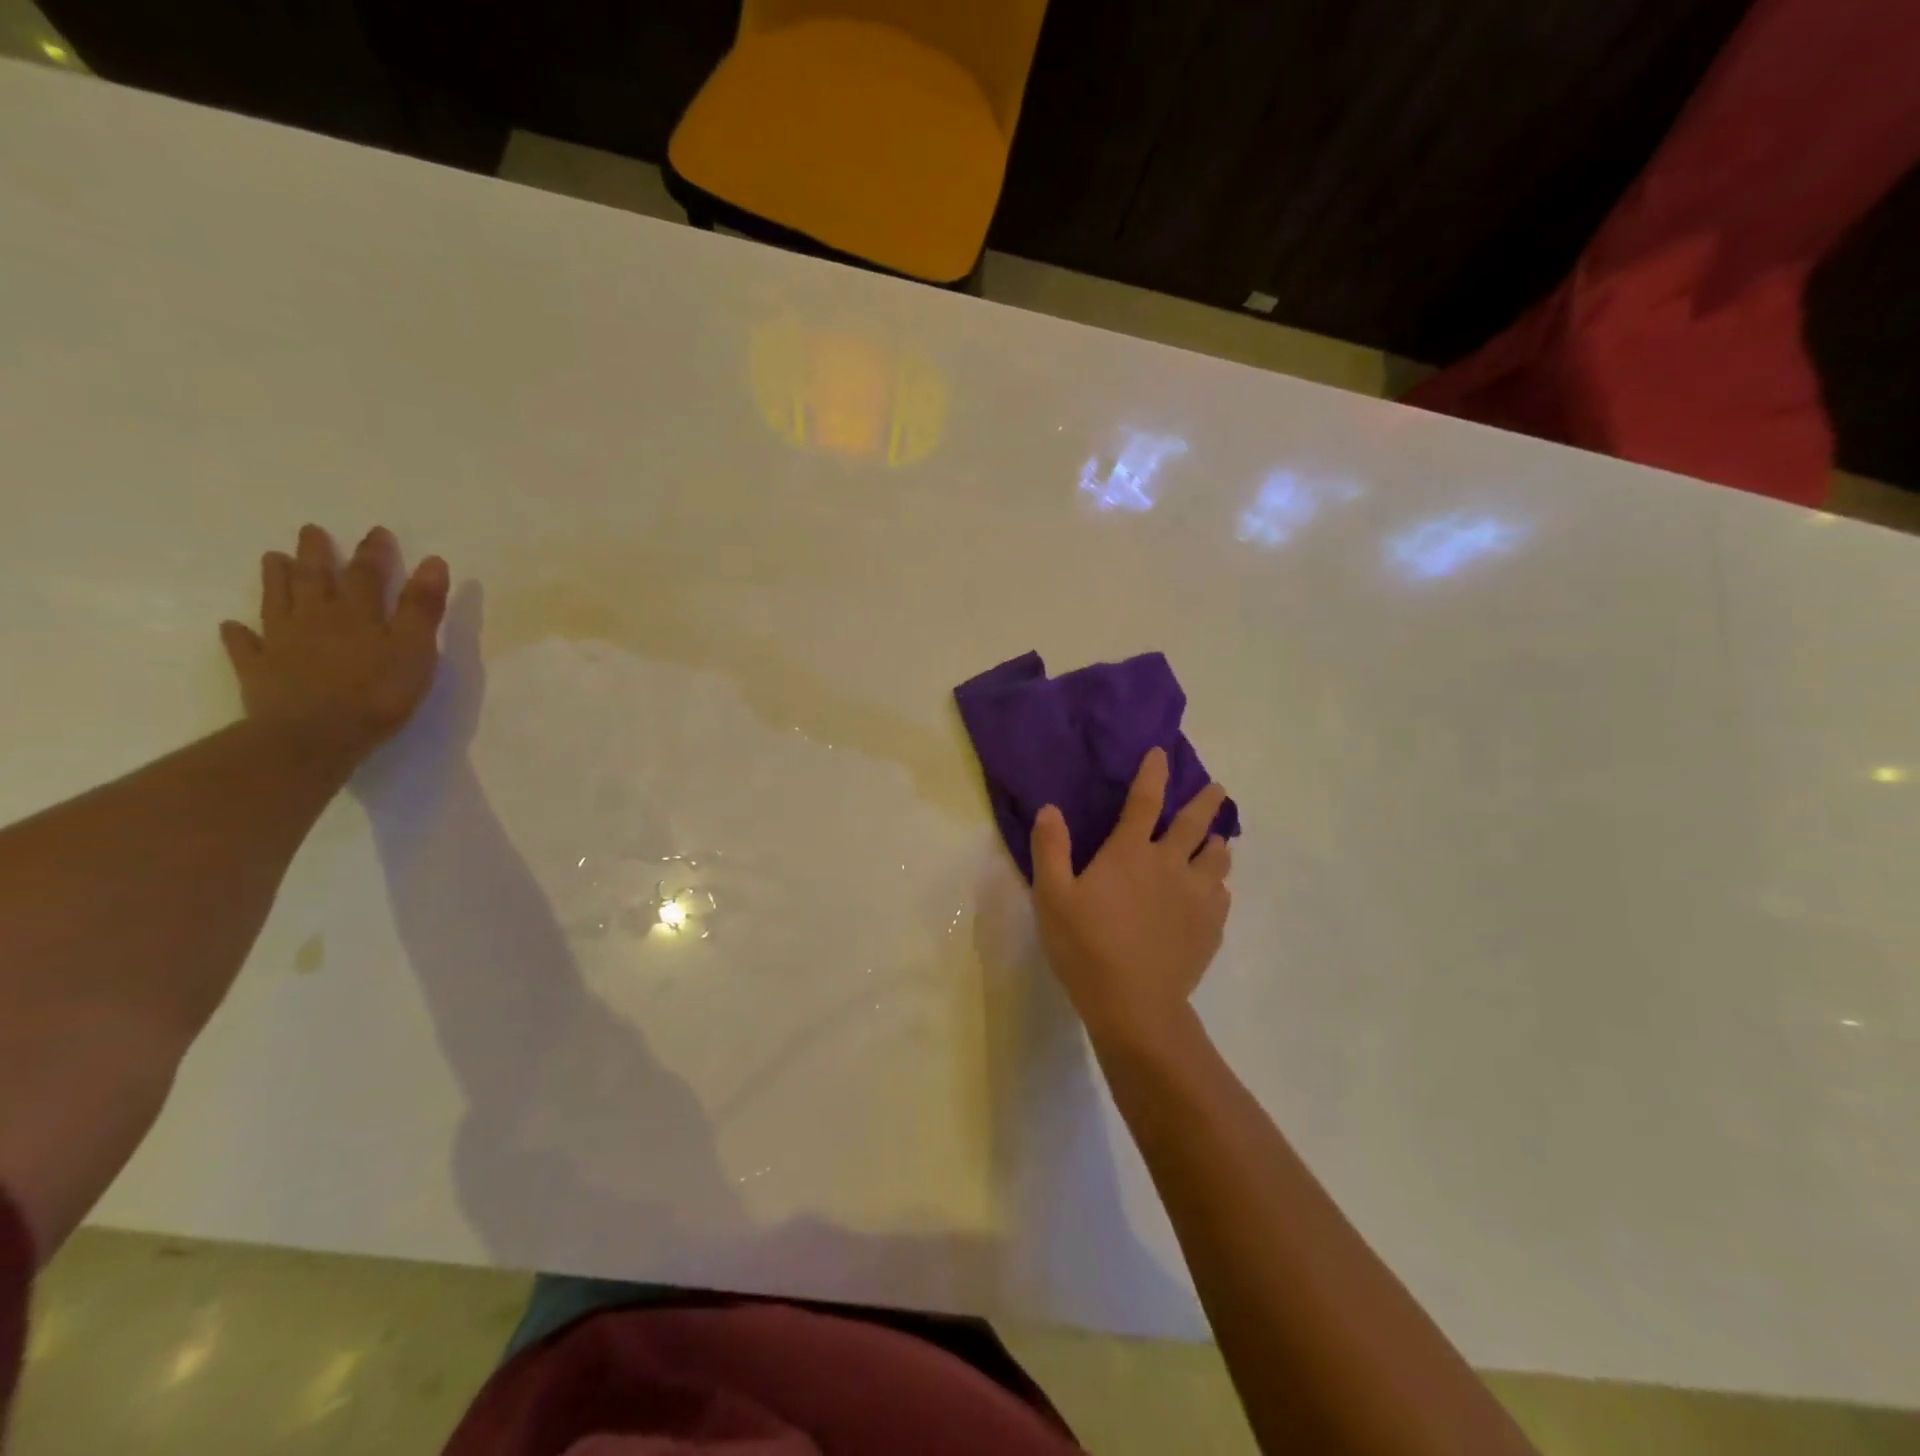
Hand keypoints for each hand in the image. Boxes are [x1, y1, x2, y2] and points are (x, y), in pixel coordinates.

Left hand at [220, 525, 449, 770]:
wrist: (314, 736)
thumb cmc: (377, 693)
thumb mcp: (415, 649)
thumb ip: (422, 607)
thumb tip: (433, 562)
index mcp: (356, 614)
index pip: (367, 574)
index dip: (373, 553)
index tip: (376, 531)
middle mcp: (315, 619)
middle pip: (314, 579)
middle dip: (316, 554)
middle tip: (311, 531)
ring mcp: (282, 644)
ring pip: (277, 602)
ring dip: (276, 579)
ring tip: (272, 558)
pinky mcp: (259, 671)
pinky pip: (246, 647)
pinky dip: (238, 634)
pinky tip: (232, 627)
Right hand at [1029, 747, 1231, 1046]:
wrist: (1135, 1004)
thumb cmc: (1086, 946)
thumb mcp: (1052, 896)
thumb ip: (1050, 849)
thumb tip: (1050, 808)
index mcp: (1130, 853)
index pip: (1144, 800)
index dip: (1153, 773)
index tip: (1162, 754)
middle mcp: (1170, 864)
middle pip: (1195, 822)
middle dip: (1207, 800)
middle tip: (1217, 788)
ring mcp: (1196, 896)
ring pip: (1217, 858)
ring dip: (1216, 843)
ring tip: (1216, 841)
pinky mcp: (1210, 926)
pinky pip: (1222, 894)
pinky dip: (1217, 884)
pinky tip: (1212, 892)